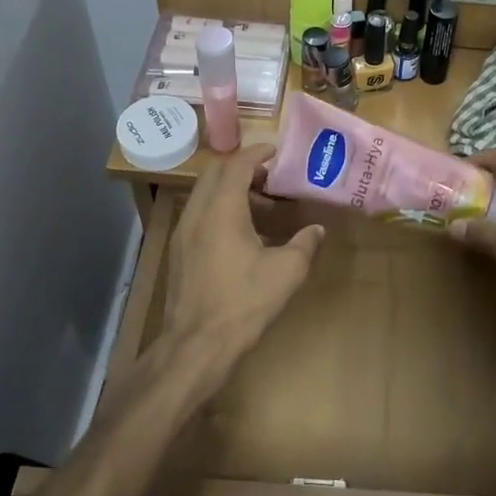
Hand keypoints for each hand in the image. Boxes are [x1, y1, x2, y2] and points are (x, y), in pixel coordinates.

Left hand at [159, 144, 324, 398]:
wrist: (196, 345)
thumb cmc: (243, 302)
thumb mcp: (285, 272)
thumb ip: (304, 245)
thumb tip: (316, 230)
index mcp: (221, 210)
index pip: (237, 165)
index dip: (257, 153)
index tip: (276, 151)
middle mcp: (197, 213)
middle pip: (214, 173)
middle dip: (242, 168)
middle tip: (270, 177)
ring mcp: (183, 233)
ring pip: (204, 195)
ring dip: (230, 191)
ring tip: (262, 207)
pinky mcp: (179, 253)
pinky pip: (199, 215)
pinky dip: (220, 210)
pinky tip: (242, 235)